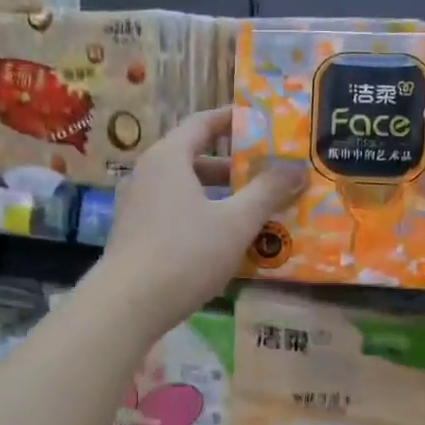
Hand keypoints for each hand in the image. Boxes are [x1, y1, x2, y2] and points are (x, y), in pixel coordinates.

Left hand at [91, 108, 304, 339]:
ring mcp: (137, 206)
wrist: (127, 305)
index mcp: (168, 158)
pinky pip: (174, 213)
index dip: (233, 119)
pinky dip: (201, 216)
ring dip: (219, 196)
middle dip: (233, 166)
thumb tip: (297, 167)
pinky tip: (224, 241)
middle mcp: (147, 174)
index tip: (261, 122)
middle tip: (267, 174)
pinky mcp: (134, 235)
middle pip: (195, 158)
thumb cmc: (185, 253)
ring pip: (185, 189)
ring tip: (254, 210)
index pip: (202, 123)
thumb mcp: (236, 222)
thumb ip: (267, 192)